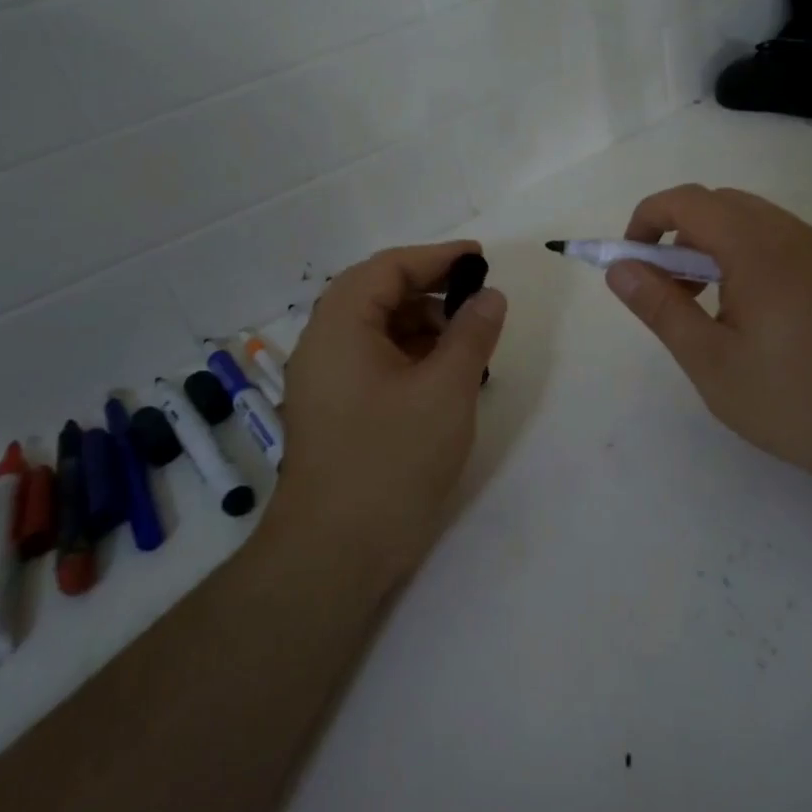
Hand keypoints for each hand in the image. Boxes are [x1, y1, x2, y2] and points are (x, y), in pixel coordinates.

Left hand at [266, 240, 507, 590]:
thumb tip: (489, 295)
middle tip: (477, 301)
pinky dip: (409, 357)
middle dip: (430, 291)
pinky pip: (372, 362)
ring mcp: (324, 381)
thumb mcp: (446, 390)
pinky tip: (442, 378)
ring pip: (376, 330)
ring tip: (466, 345)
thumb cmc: (392, 460)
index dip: (437, 257)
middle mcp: (323, 345)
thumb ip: (472, 334)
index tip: (480, 258)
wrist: (335, 554)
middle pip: (377, 295)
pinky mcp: (333, 411)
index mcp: (340, 326)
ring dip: (421, 326)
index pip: (388, 268)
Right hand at [605, 185, 811, 484]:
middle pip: (718, 203)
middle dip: (677, 233)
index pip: (687, 201)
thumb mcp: (708, 358)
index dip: (647, 219)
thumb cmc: (786, 397)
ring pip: (747, 219)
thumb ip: (659, 306)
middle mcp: (790, 233)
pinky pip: (774, 239)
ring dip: (709, 244)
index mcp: (757, 247)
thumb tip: (619, 268)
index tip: (630, 261)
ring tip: (700, 303)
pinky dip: (741, 254)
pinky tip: (741, 308)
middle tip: (664, 288)